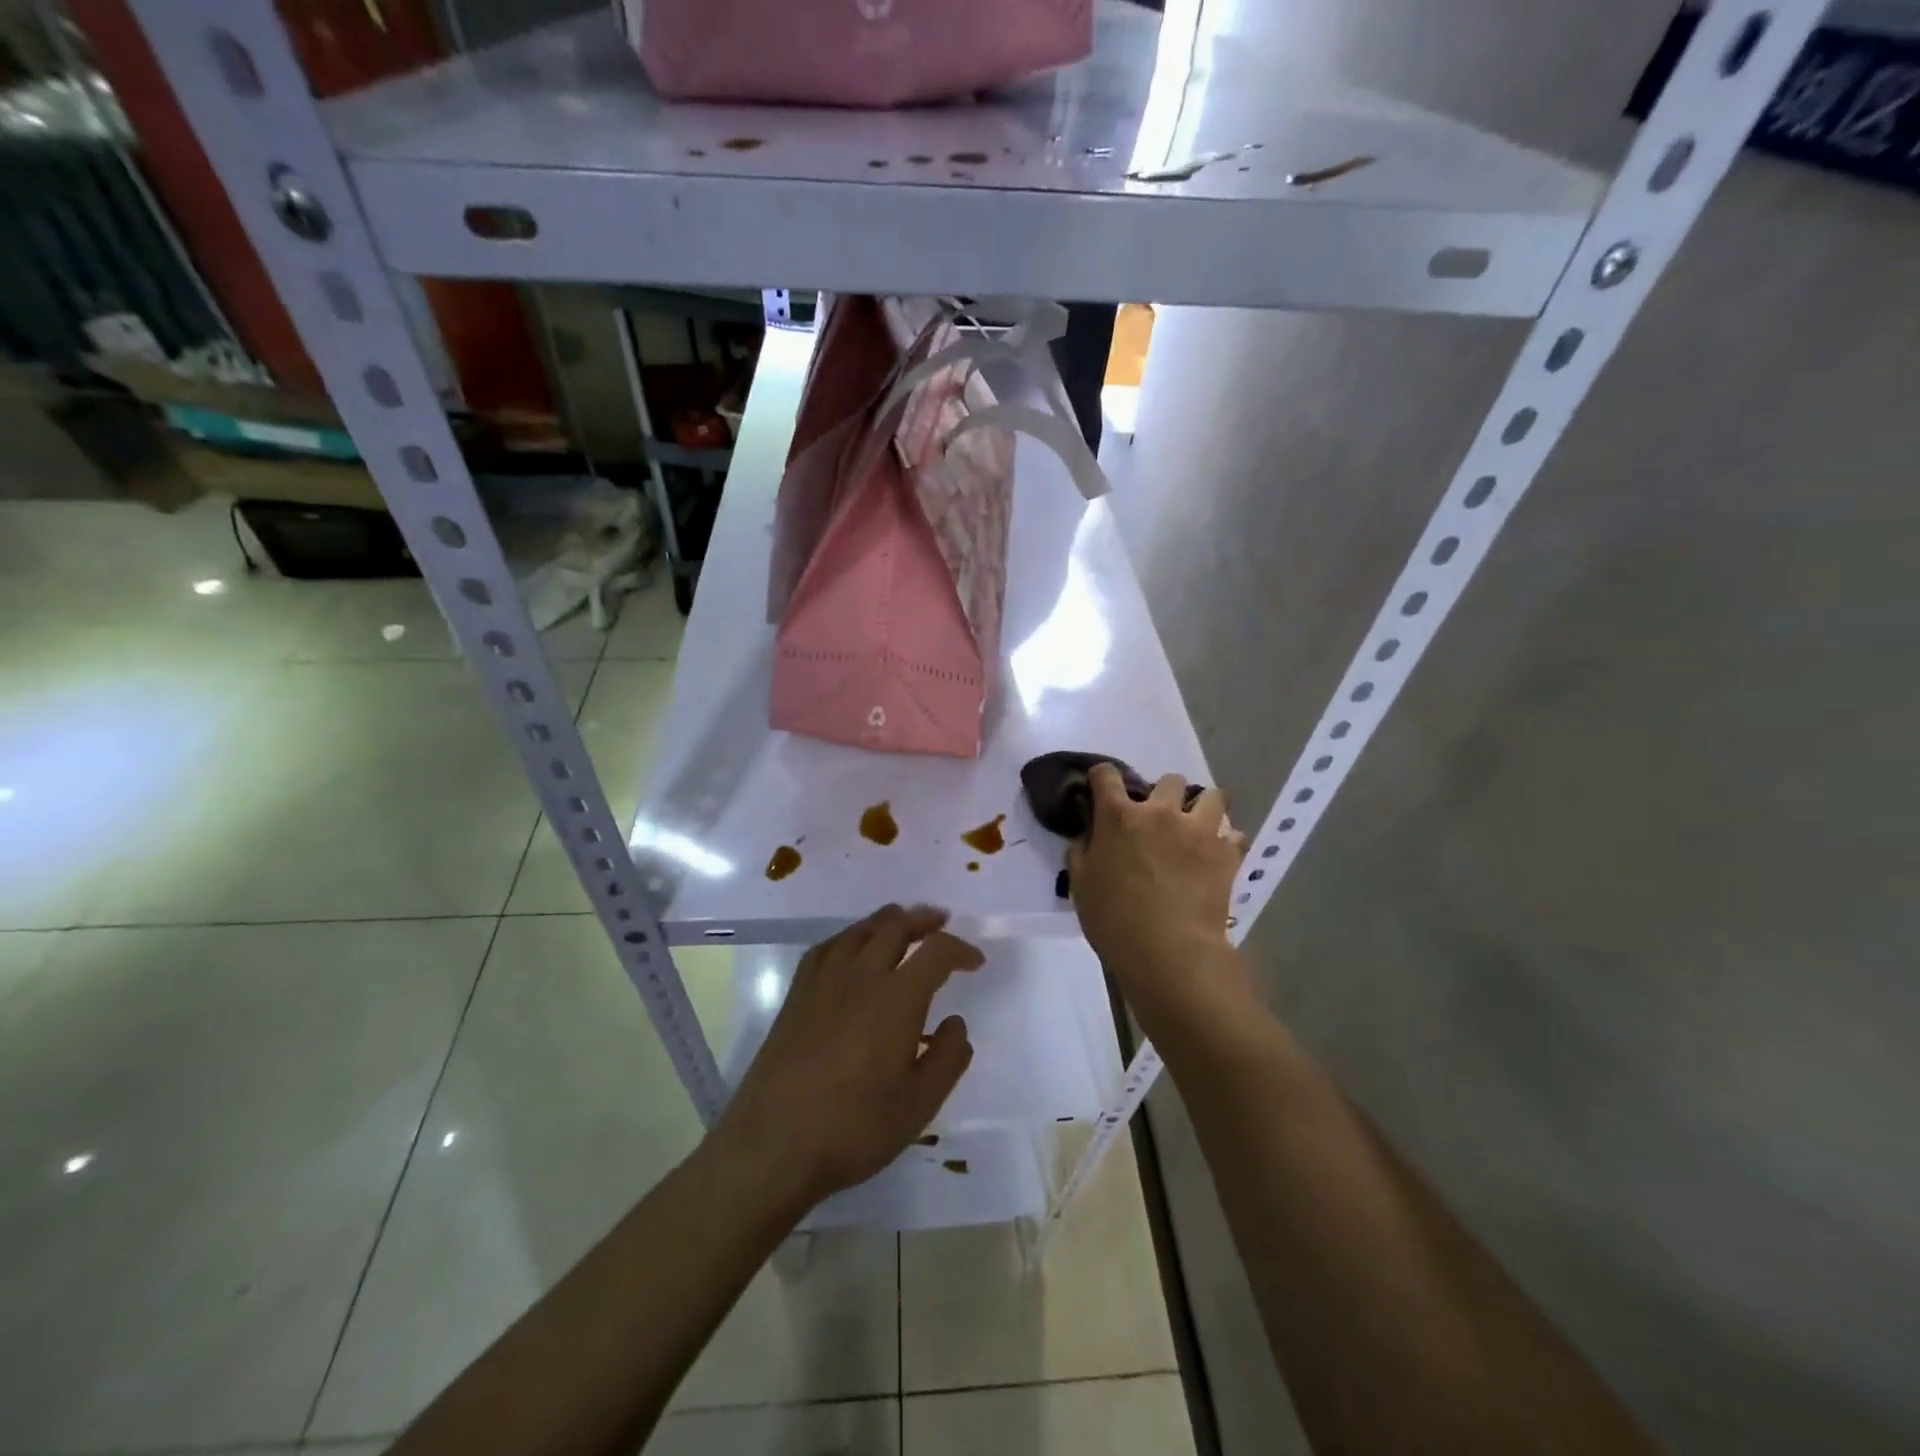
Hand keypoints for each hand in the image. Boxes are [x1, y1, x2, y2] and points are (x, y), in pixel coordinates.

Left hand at [714, 905, 980, 1209]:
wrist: (773, 1144)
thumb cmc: (854, 1127)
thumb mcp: (919, 1105)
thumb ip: (947, 1058)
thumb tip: (956, 1023)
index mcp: (897, 998)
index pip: (936, 952)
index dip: (961, 949)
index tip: (975, 961)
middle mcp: (861, 976)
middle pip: (895, 926)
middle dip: (923, 919)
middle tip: (940, 922)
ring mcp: (823, 982)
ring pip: (859, 930)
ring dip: (887, 921)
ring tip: (901, 925)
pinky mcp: (796, 995)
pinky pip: (827, 947)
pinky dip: (849, 937)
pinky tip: (851, 948)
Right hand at [1067, 766, 1253, 1032]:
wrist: (1169, 951)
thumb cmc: (1115, 919)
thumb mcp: (1081, 886)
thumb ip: (1081, 852)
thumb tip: (1087, 835)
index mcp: (1118, 817)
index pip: (1106, 775)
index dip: (1102, 777)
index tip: (1102, 789)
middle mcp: (1160, 812)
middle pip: (1169, 780)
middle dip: (1164, 793)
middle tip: (1159, 818)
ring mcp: (1198, 830)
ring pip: (1213, 796)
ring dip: (1204, 806)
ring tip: (1197, 826)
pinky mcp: (1226, 853)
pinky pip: (1235, 835)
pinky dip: (1227, 842)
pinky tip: (1218, 856)